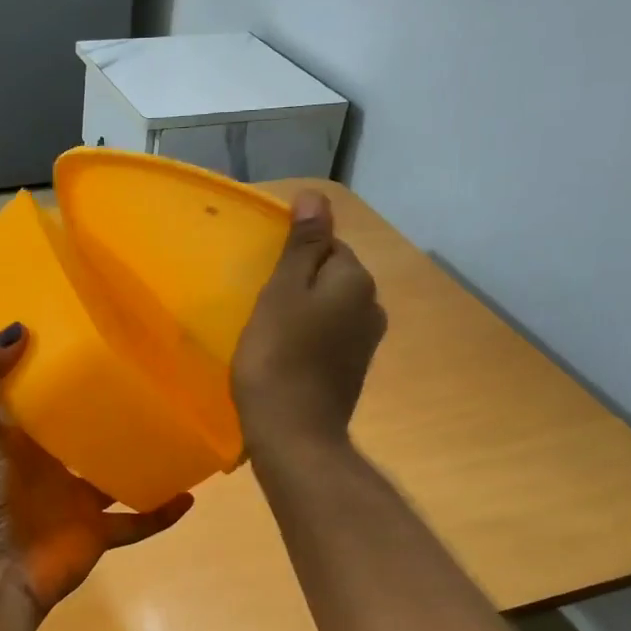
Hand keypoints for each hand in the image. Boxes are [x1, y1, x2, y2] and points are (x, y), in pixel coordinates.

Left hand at [0, 325, 193, 614]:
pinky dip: (161, 512)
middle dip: (111, 406)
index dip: (62, 365)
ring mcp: (76, 499)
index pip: (43, 392)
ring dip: (142, 454)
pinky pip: (137, 521)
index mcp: (19, 436)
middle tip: (151, 373)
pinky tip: (189, 494)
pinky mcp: (96, 531)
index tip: (94, 331)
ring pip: (117, 471)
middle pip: (86, 428)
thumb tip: (20, 327)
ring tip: (178, 425)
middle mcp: (49, 463)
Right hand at [232, 191, 386, 456]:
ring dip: (303, 312)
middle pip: (330, 277)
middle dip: (299, 283)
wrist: (294, 434)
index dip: (293, 256)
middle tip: (260, 303)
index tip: (264, 277)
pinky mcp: (353, 370)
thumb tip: (317, 196)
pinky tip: (284, 354)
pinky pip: (329, 337)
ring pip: (329, 308)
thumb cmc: (278, 356)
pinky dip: (309, 338)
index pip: (328, 245)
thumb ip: (303, 244)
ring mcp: (365, 342)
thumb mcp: (283, 291)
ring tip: (268, 329)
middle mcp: (371, 306)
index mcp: (356, 280)